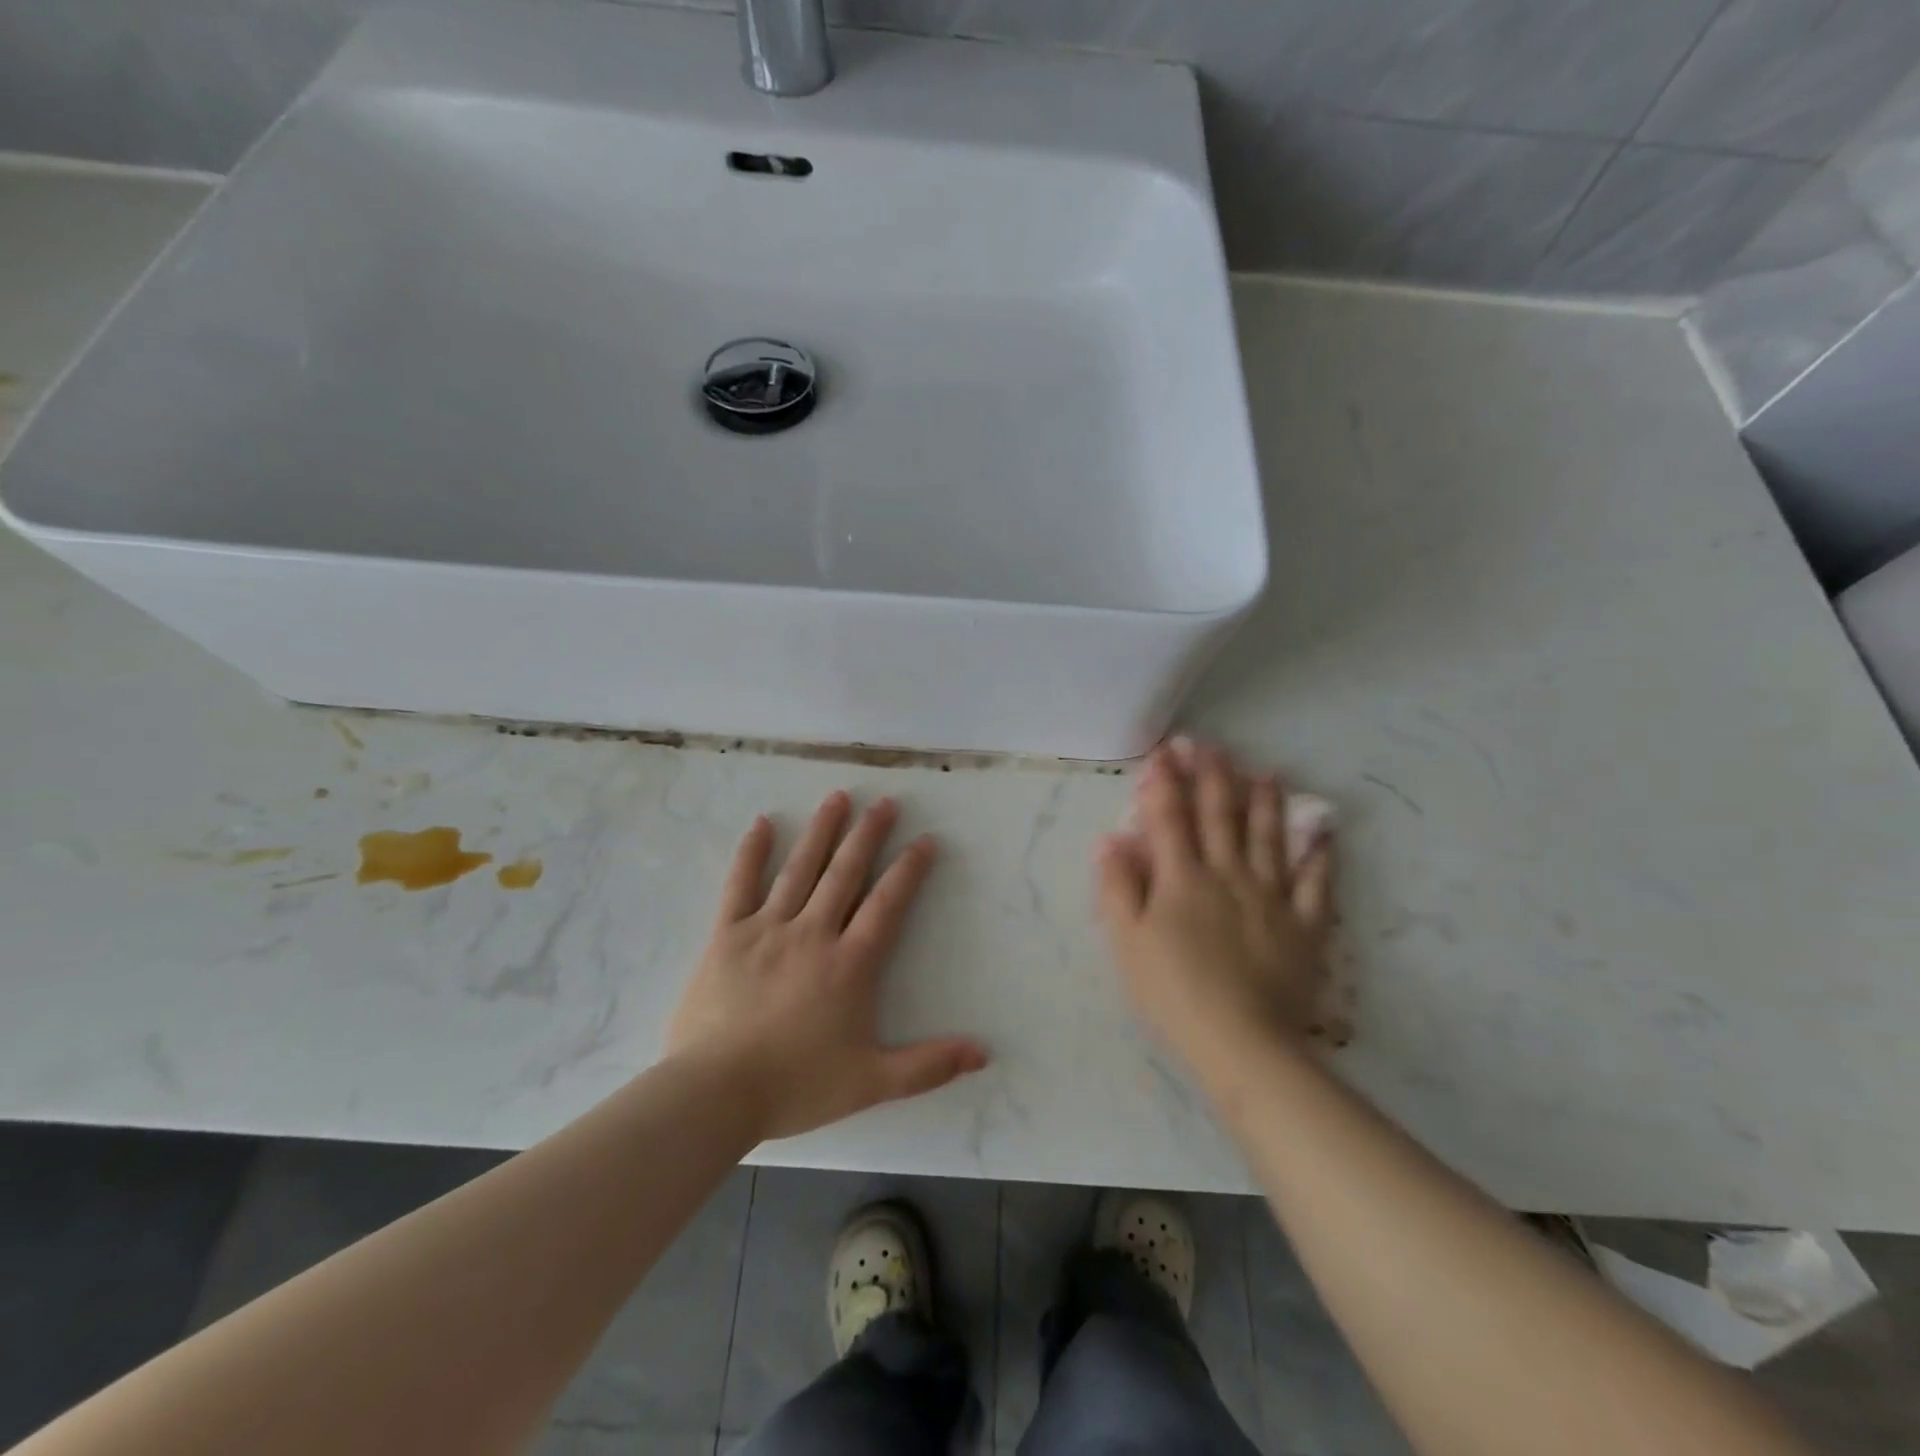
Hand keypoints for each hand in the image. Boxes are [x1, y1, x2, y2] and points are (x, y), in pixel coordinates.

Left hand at [668, 791, 988, 1140]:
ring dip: (821, 830)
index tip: (924, 840)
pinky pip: (740, 885)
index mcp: (849, 963)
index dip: (909, 870)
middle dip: (868, 834)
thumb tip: (983, 1053)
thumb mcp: (871, 1082)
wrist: (714, 1093)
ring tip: (838, 796)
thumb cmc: (796, 1086)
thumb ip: (928, 1066)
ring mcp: (767, 929)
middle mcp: (812, 933)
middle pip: (845, 873)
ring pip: (800, 868)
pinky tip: (761, 824)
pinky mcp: (727, 935)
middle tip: (885, 801)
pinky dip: (751, 853)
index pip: (887, 904)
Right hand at [1097, 740, 1334, 1063]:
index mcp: (1182, 878)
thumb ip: (1118, 887)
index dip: (1164, 782)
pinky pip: (1316, 884)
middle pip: (1220, 816)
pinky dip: (1320, 856)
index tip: (1163, 752)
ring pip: (1268, 837)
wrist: (1242, 1042)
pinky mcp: (1305, 925)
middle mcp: (1228, 874)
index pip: (1169, 817)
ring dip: (1265, 802)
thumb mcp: (1127, 942)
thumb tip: (1110, 838)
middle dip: (1212, 776)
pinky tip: (1324, 833)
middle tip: (1210, 745)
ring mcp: (1271, 897)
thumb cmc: (1173, 992)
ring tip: (1265, 772)